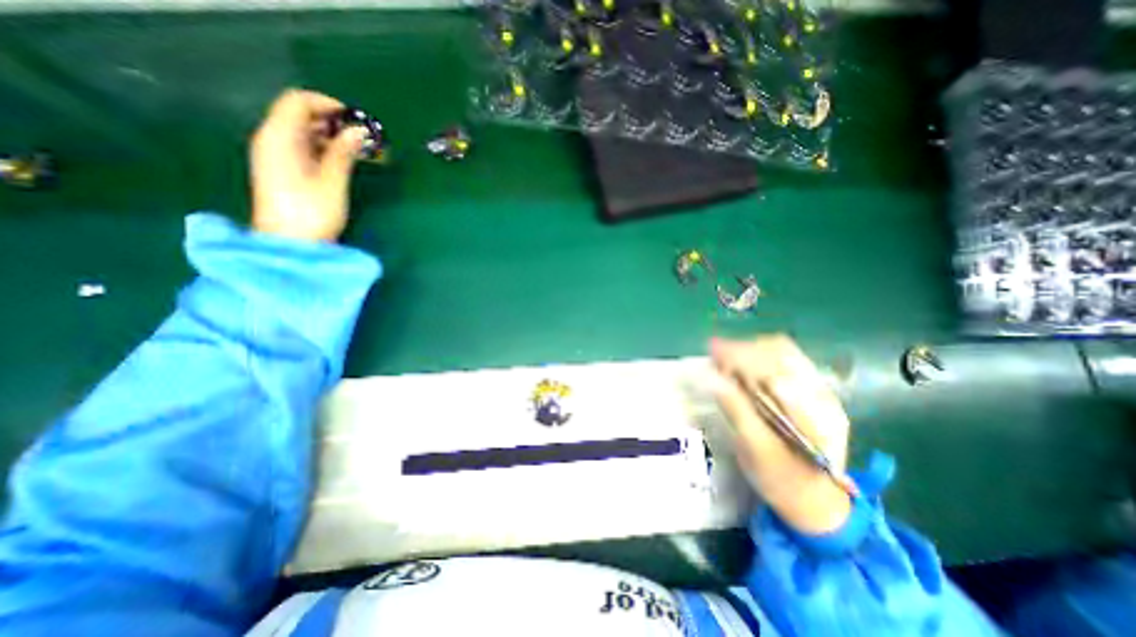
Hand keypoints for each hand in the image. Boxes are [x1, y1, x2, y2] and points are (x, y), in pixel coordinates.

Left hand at [249, 92, 365, 242]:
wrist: (290, 244)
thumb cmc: (312, 212)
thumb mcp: (332, 181)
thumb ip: (343, 153)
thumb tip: (358, 131)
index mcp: (279, 137)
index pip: (298, 102)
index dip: (327, 104)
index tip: (356, 118)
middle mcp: (271, 140)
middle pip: (298, 115)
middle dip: (331, 120)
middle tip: (361, 136)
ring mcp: (275, 156)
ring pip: (301, 132)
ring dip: (329, 135)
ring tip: (356, 148)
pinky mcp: (282, 171)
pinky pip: (301, 148)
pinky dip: (322, 148)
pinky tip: (342, 160)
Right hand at [708, 336, 850, 535]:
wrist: (816, 500)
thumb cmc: (783, 480)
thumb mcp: (756, 451)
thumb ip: (737, 411)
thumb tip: (711, 378)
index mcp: (814, 413)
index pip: (775, 369)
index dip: (741, 356)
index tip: (712, 351)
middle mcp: (822, 394)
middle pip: (781, 352)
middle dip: (743, 348)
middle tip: (714, 353)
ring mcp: (819, 390)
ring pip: (783, 352)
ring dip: (750, 349)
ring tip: (724, 357)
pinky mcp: (811, 391)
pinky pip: (784, 361)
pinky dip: (758, 356)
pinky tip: (741, 364)